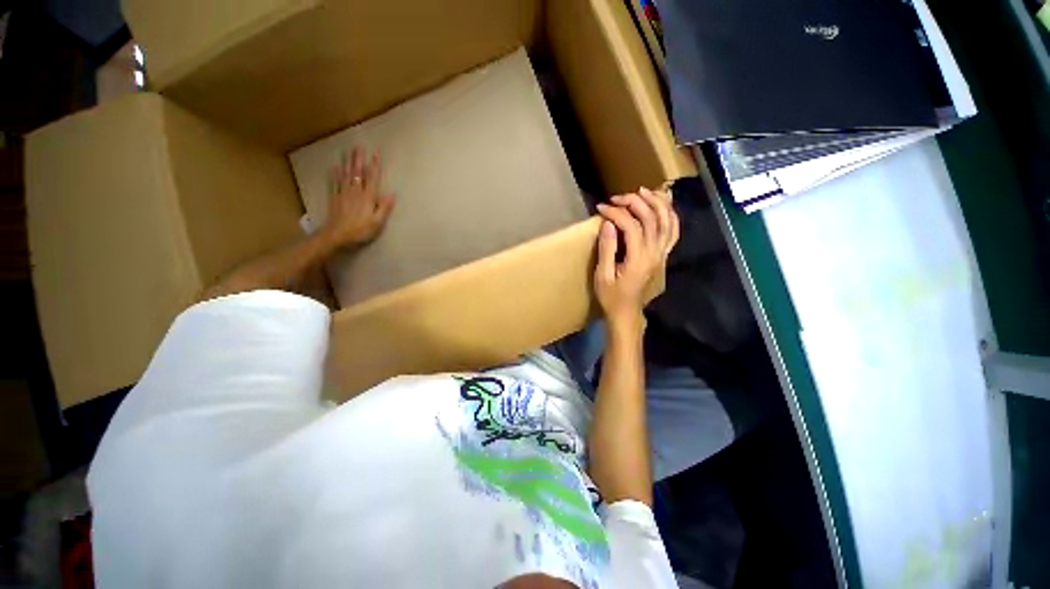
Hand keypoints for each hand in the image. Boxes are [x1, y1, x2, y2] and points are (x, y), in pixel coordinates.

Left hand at [321, 147, 395, 248]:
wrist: (337, 235)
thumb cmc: (360, 230)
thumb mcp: (377, 222)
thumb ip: (384, 208)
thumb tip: (392, 194)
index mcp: (368, 197)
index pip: (372, 178)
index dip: (374, 165)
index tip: (375, 153)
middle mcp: (356, 191)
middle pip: (358, 172)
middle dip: (359, 159)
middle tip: (359, 146)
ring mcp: (344, 193)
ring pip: (346, 174)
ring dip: (348, 162)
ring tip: (349, 151)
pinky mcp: (335, 197)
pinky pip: (336, 182)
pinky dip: (336, 173)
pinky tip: (336, 166)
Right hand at [594, 188, 678, 330]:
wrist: (627, 313)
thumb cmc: (611, 297)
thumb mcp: (603, 276)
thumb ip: (607, 249)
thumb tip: (608, 223)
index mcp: (638, 258)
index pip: (631, 225)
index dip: (616, 213)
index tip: (601, 208)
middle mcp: (655, 253)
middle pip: (652, 218)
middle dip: (634, 202)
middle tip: (618, 198)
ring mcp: (662, 254)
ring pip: (667, 220)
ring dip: (656, 202)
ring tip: (642, 191)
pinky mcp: (663, 256)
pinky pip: (673, 231)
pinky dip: (670, 215)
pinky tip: (662, 205)